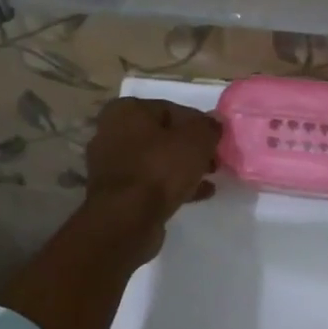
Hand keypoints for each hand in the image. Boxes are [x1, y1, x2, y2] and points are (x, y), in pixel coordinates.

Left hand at [83, 97, 222, 261]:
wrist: (127, 219)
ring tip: (210, 177)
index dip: (198, 123)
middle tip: (214, 160)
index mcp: (126, 111)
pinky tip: (199, 194)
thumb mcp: (196, 141)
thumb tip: (215, 120)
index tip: (216, 139)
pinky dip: (173, 185)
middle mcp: (112, 133)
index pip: (170, 109)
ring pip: (156, 160)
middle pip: (162, 136)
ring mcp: (111, 165)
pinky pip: (150, 182)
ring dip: (183, 167)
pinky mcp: (116, 193)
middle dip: (190, 147)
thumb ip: (208, 126)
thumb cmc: (160, 169)